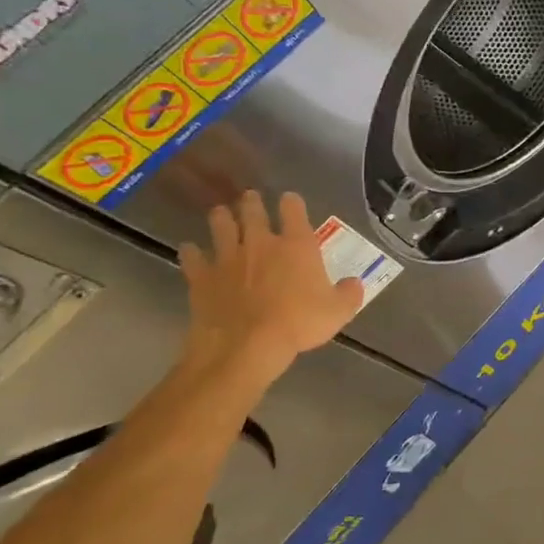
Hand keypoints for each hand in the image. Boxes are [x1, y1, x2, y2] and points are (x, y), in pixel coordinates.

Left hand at [179, 191, 363, 375]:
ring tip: (220, 213)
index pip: (293, 210)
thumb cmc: (298, 324)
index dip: (292, 202)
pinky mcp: (202, 277)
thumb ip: (348, 294)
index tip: (290, 199)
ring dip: (221, 217)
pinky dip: (191, 251)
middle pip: (252, 211)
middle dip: (252, 202)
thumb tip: (353, 284)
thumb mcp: (338, 312)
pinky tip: (190, 249)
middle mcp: (261, 243)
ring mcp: (228, 257)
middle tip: (250, 197)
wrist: (246, 345)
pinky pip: (192, 257)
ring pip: (221, 226)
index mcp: (296, 245)